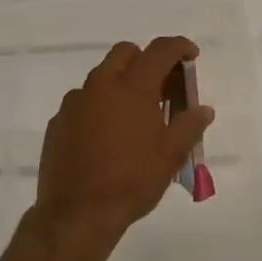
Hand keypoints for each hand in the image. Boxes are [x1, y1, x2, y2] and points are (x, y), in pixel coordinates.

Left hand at [35, 37, 215, 254]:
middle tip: (162, 87)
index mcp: (132, 87)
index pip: (160, 50)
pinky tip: (106, 136)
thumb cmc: (131, 181)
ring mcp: (75, 102)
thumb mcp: (171, 156)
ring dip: (121, 83)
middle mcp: (101, 85)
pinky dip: (99, 106)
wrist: (77, 214)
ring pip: (101, 76)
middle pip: (125, 52)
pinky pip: (83, 101)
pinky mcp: (58, 121)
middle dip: (146, 60)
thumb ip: (189, 126)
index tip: (191, 55)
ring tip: (134, 116)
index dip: (179, 47)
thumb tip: (203, 109)